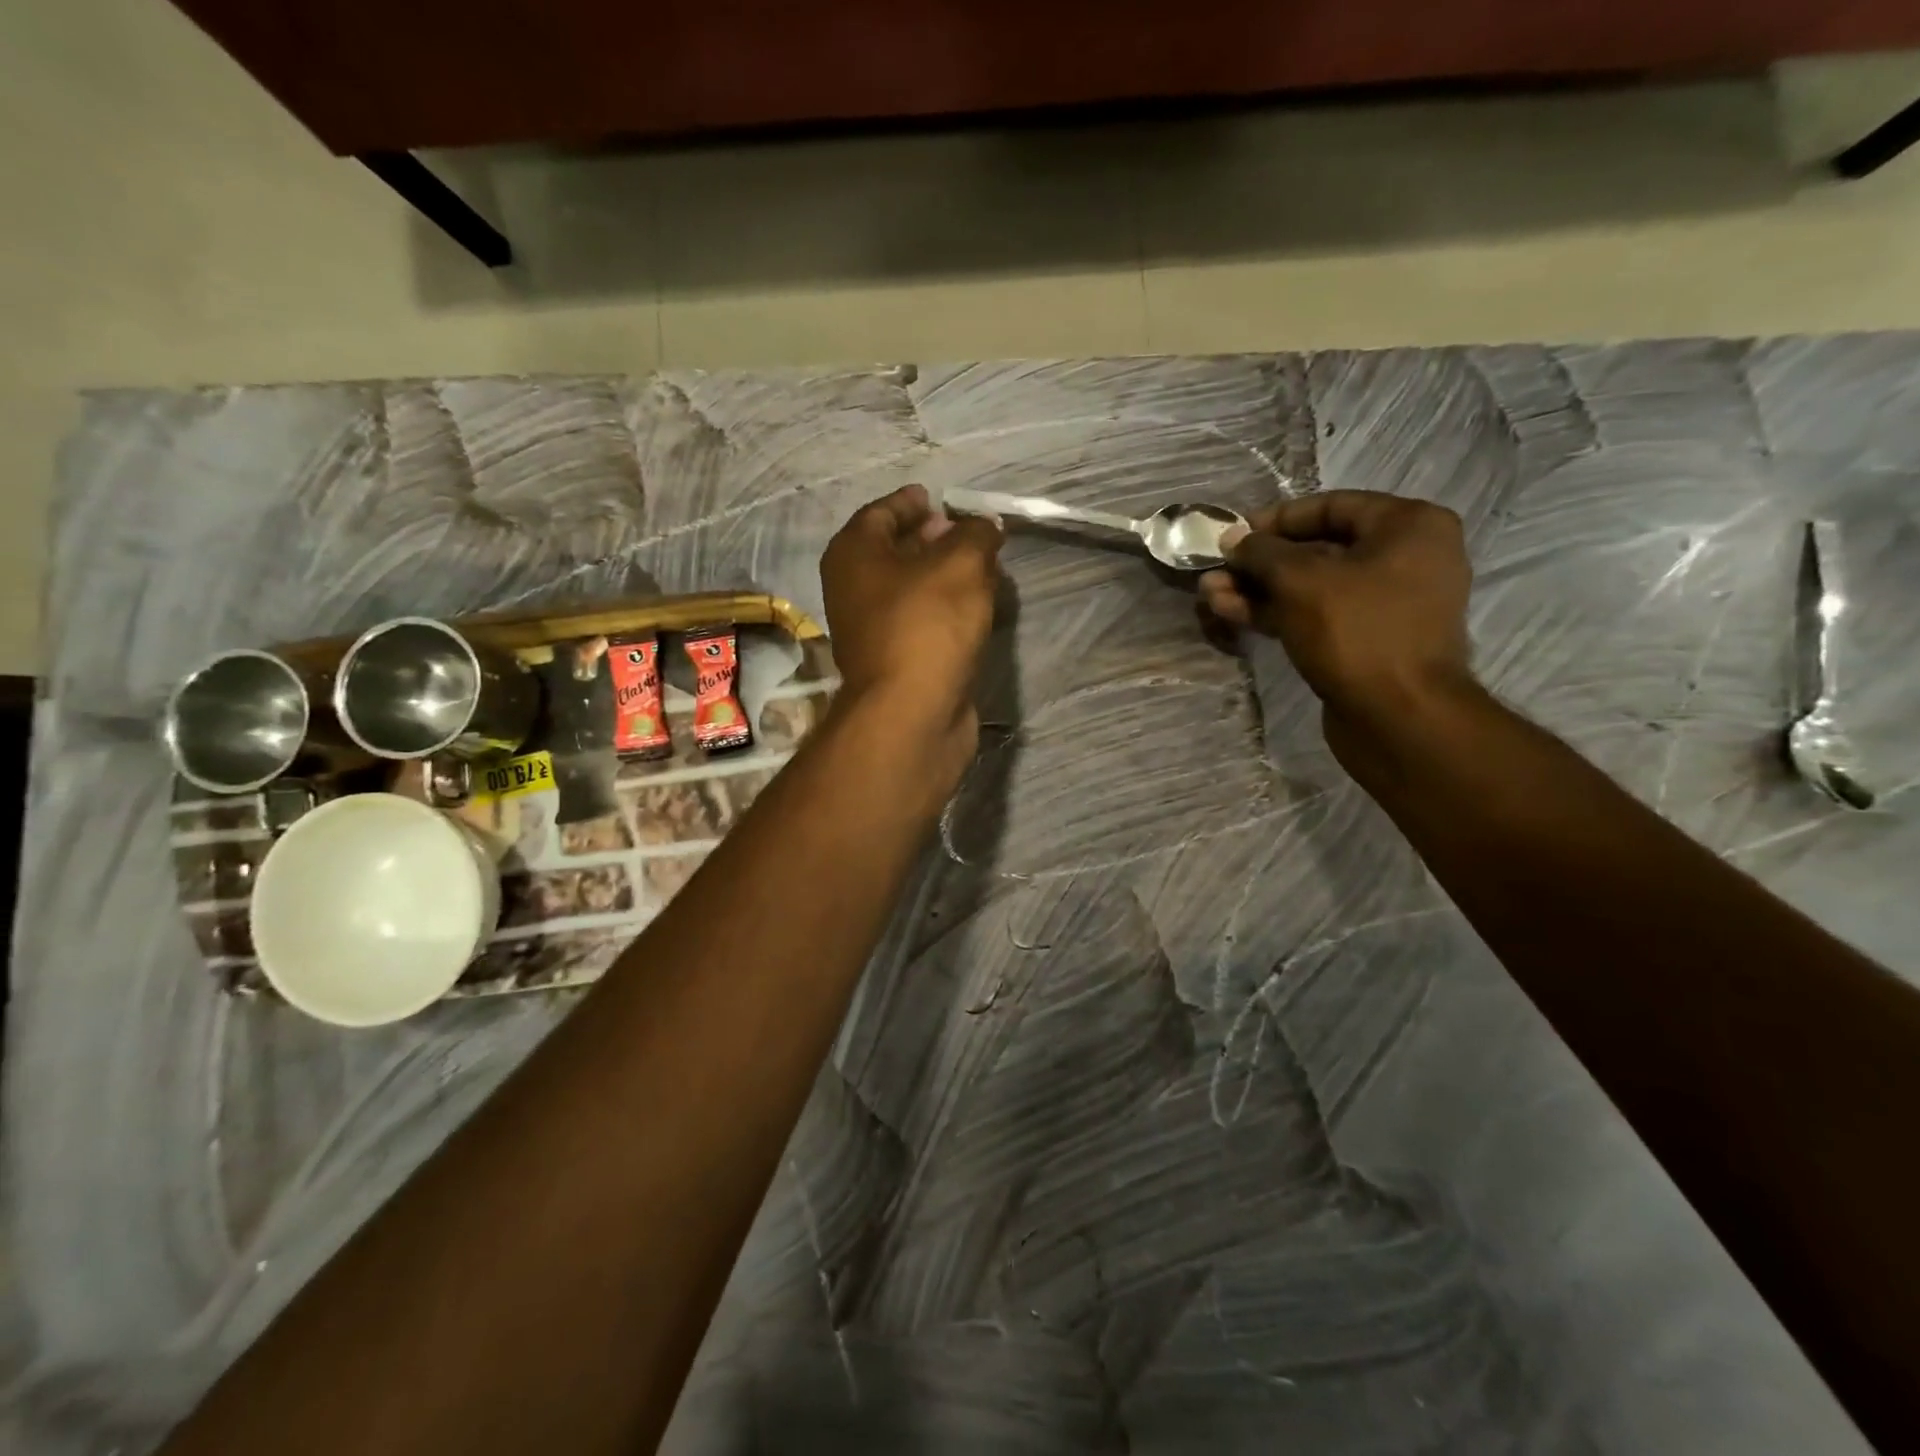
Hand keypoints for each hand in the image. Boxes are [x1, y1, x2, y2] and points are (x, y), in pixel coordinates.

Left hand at [821, 484, 1002, 753]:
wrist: (912, 714)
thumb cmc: (928, 625)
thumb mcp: (961, 563)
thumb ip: (976, 534)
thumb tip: (983, 526)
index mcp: (854, 555)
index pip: (882, 512)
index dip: (913, 502)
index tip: (943, 498)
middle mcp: (854, 589)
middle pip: (896, 551)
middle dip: (935, 539)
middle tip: (973, 533)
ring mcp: (874, 630)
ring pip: (913, 590)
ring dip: (946, 578)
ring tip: (987, 568)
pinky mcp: (898, 662)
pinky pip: (924, 622)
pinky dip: (949, 611)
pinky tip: (980, 609)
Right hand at [1199, 490, 1475, 738]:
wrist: (1399, 717)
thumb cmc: (1357, 631)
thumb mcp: (1300, 580)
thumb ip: (1261, 553)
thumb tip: (1232, 538)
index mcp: (1409, 526)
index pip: (1330, 506)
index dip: (1275, 519)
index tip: (1232, 534)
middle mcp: (1405, 558)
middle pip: (1317, 549)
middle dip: (1259, 562)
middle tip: (1214, 570)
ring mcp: (1385, 603)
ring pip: (1310, 587)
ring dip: (1258, 590)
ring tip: (1210, 595)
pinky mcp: (1365, 641)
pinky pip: (1316, 615)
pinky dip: (1276, 613)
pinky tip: (1231, 613)